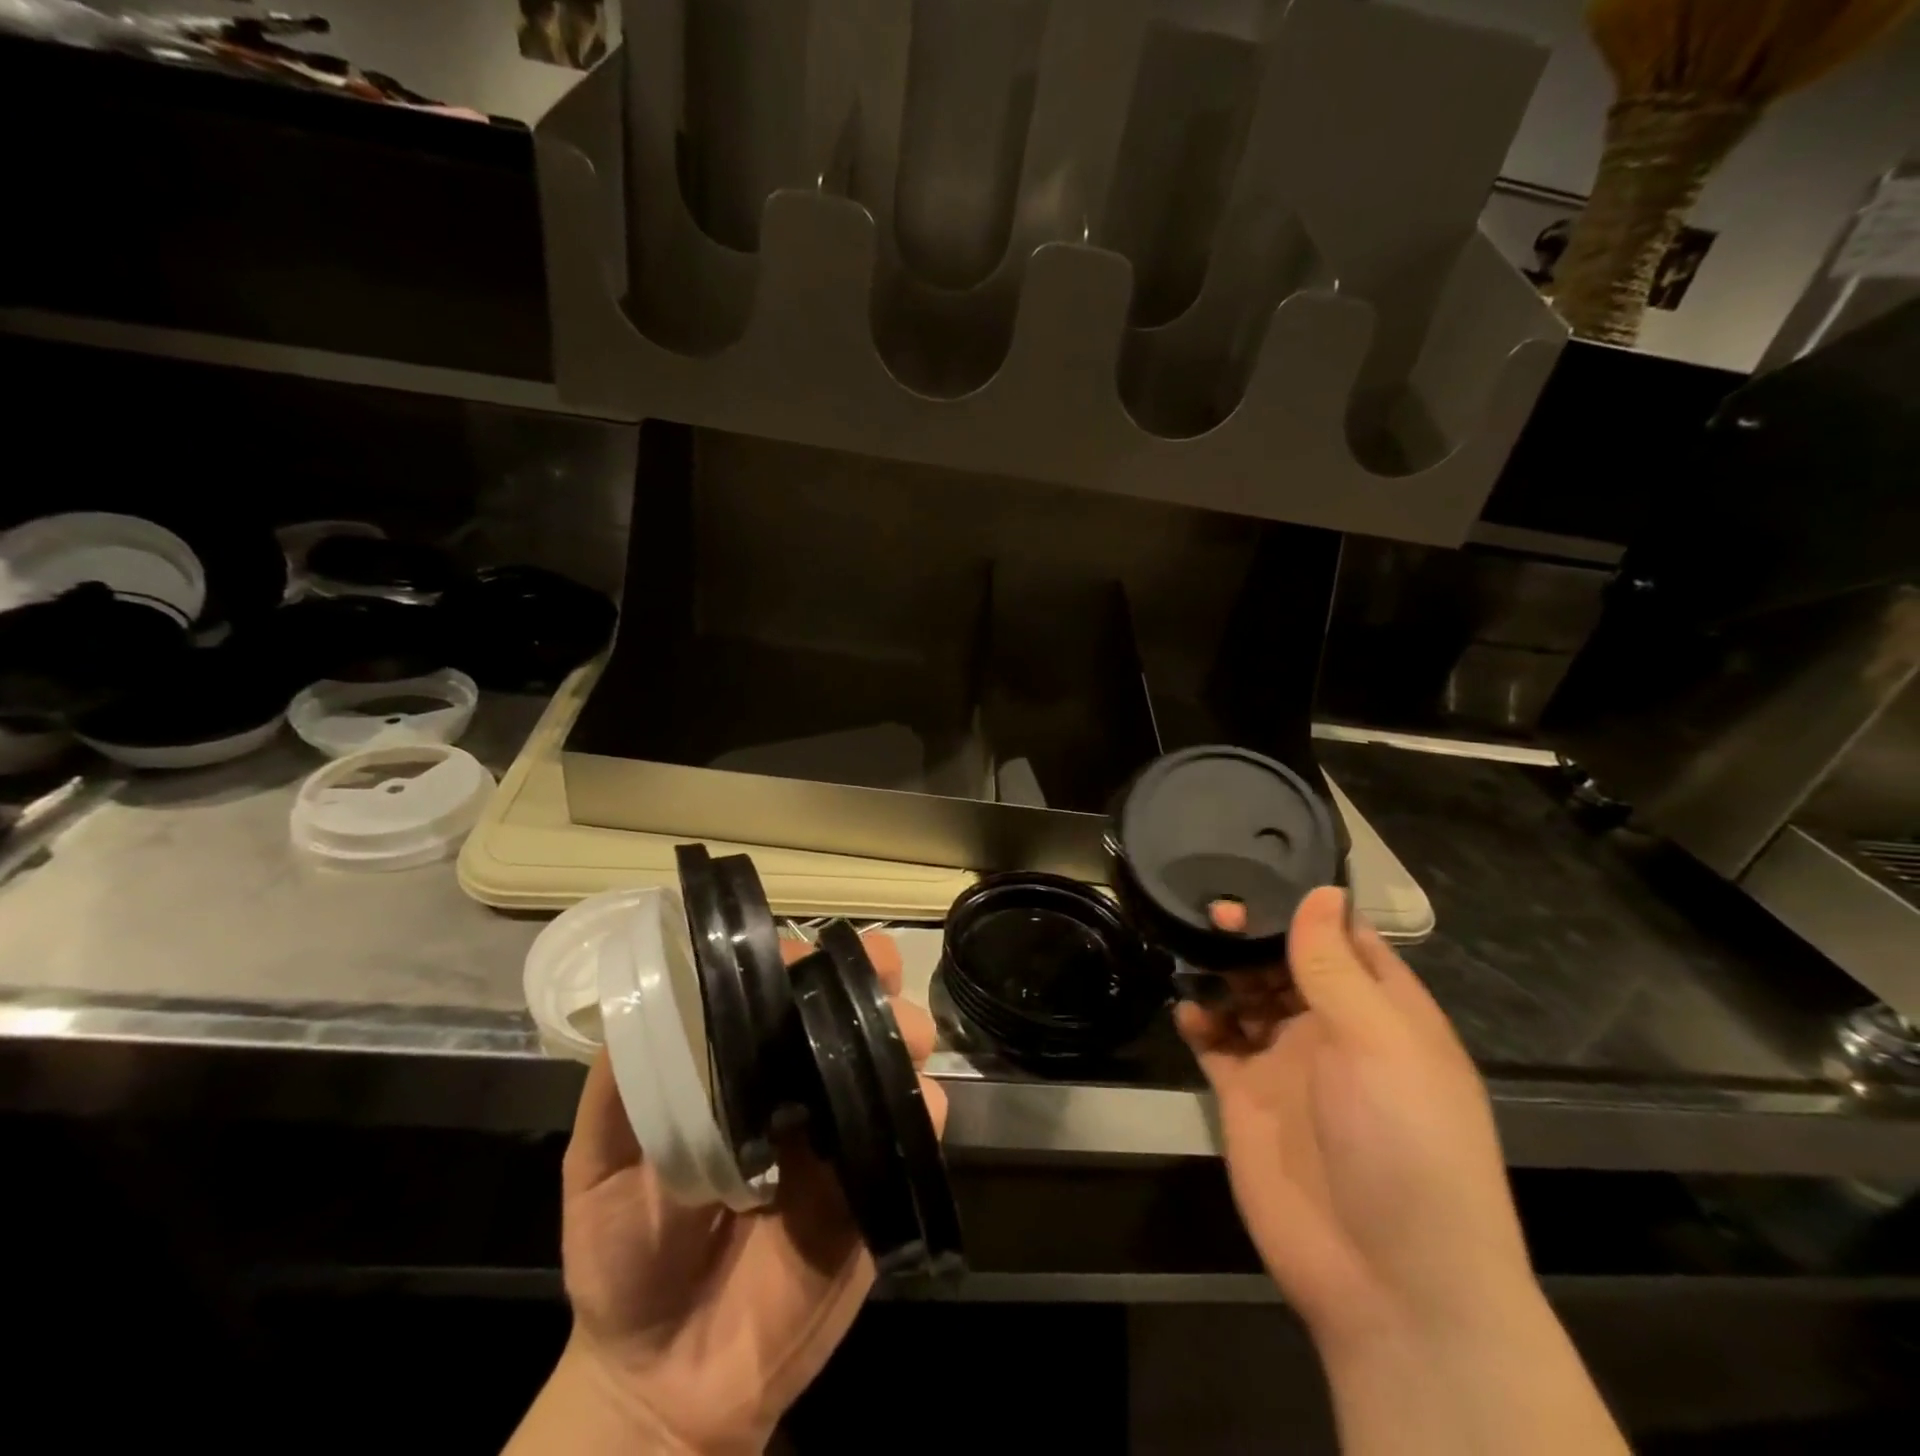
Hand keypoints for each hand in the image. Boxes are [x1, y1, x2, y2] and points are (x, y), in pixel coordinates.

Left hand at [514, 932, 944, 1455]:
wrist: (669, 1379)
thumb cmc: (625, 1258)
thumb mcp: (598, 1166)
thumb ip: (618, 1089)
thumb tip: (647, 1002)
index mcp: (745, 1069)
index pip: (782, 991)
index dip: (795, 961)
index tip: (798, 957)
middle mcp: (802, 1084)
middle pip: (853, 1007)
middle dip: (871, 975)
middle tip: (873, 970)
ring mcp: (844, 1131)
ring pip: (898, 1052)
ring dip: (905, 1028)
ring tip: (894, 1035)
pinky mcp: (877, 1182)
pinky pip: (919, 1127)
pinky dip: (922, 1106)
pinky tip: (903, 1105)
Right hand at [1180, 888, 1627, 1455]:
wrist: (1387, 1280)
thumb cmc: (1403, 1145)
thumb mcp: (1379, 1043)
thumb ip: (1336, 966)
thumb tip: (1320, 891)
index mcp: (1384, 1014)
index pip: (1347, 940)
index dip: (1308, 906)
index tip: (1260, 869)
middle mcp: (1335, 1031)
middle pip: (1287, 962)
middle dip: (1252, 933)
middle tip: (1211, 909)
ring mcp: (1288, 1064)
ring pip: (1247, 997)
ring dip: (1221, 971)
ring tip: (1191, 948)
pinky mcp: (1247, 1096)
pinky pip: (1217, 1044)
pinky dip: (1200, 1022)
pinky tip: (1188, 1012)